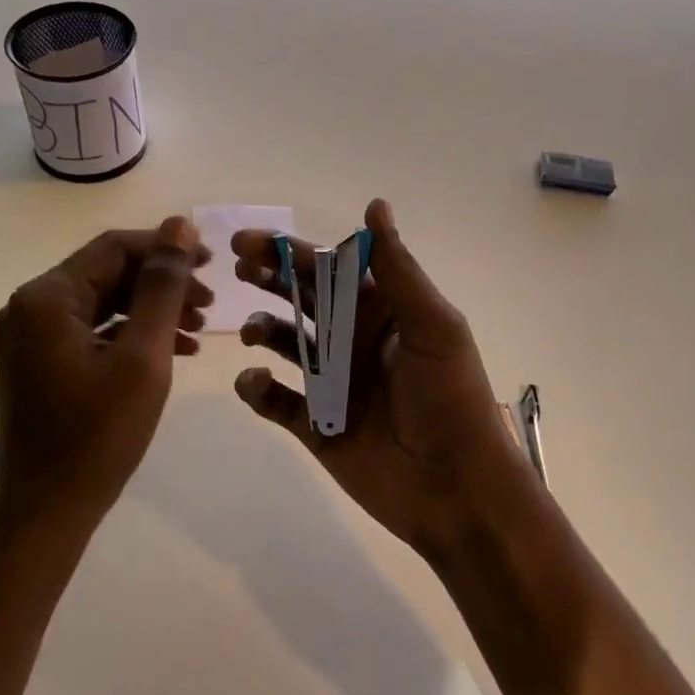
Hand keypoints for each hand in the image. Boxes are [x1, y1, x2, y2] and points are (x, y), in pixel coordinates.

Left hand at [0, 217, 212, 525]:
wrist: (48, 513)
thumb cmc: (99, 435)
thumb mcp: (143, 355)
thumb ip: (163, 286)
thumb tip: (179, 225)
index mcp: (45, 297)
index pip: (114, 248)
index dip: (166, 249)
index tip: (213, 265)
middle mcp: (28, 307)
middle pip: (106, 273)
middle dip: (162, 284)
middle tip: (211, 304)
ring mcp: (29, 337)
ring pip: (101, 303)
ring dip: (151, 310)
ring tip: (200, 329)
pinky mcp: (38, 362)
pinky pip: (90, 331)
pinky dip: (130, 335)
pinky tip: (172, 350)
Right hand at [231, 199, 536, 560]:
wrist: (456, 489)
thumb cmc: (449, 399)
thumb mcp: (431, 325)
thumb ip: (396, 268)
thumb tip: (374, 204)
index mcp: (380, 313)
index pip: (329, 271)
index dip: (291, 253)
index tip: (249, 243)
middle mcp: (352, 342)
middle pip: (301, 300)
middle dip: (269, 280)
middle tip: (238, 269)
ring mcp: (331, 384)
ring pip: (284, 345)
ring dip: (263, 329)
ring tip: (252, 331)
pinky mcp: (315, 426)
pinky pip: (275, 401)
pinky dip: (257, 388)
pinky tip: (254, 382)